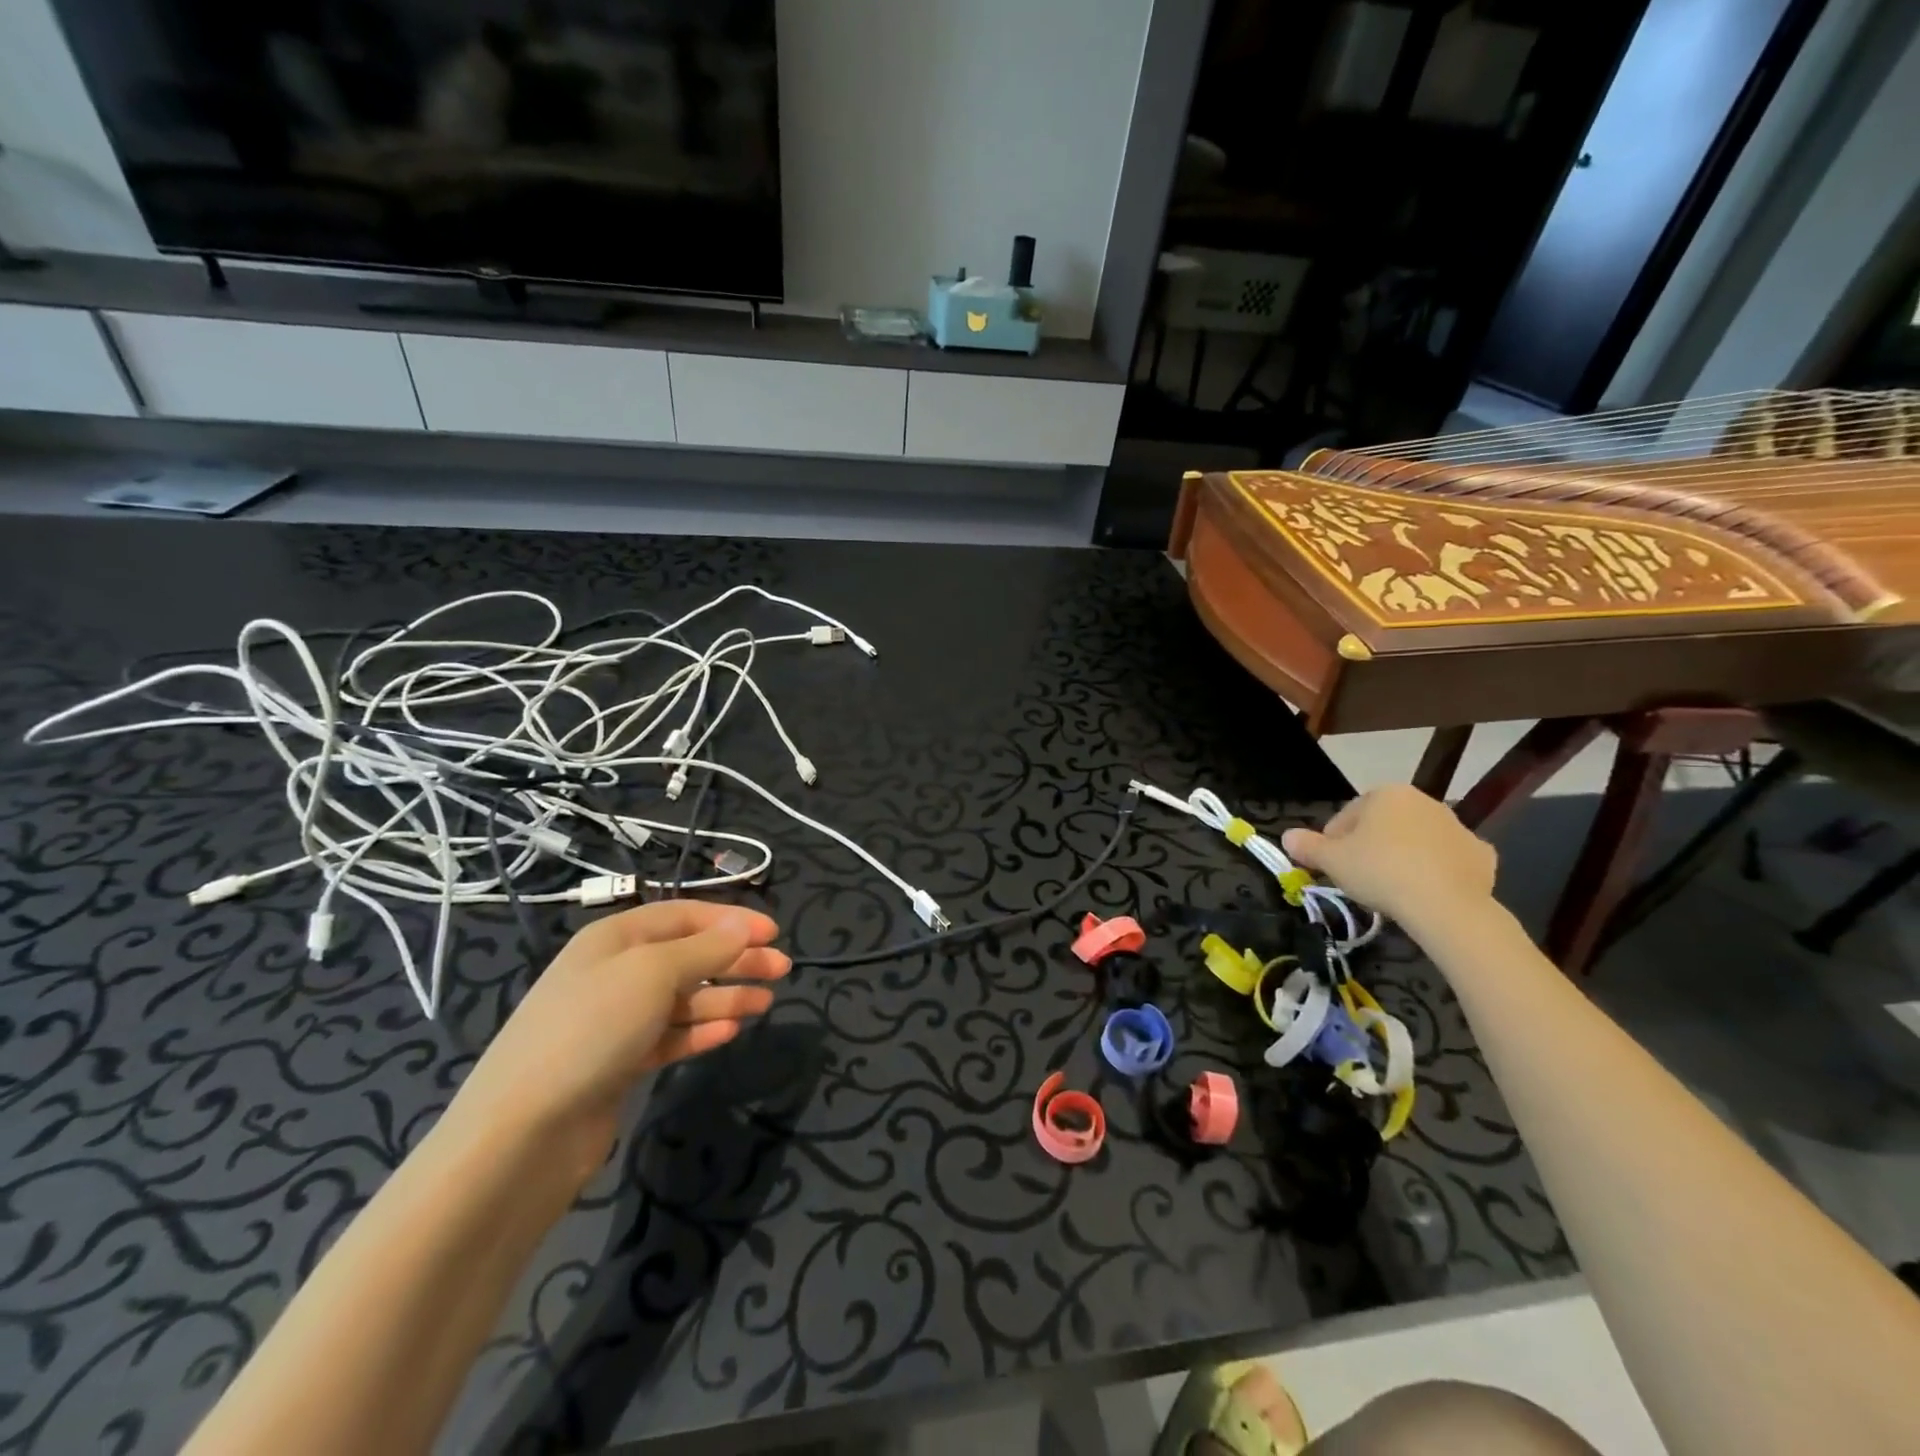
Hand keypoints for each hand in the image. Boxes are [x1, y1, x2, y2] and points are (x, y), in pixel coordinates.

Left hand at [449, 901, 787, 1181]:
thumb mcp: (653, 973)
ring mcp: (616, 1020)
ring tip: (765, 1004)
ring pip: (683, 998)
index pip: (684, 915)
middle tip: (782, 970)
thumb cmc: (591, 1029)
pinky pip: (670, 1036)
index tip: (774, 932)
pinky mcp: (619, 1062)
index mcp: (616, 938)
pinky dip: (700, 1031)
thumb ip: (705, 948)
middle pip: (689, 955)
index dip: (731, 920)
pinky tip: (728, 1032)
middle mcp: (616, 972)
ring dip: (725, 996)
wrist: (523, 1133)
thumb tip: (743, 923)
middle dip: (736, 959)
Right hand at [1281, 784, 1495, 928]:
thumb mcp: (1331, 861)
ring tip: (1392, 888)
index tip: (1332, 866)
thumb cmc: (1380, 871)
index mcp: (1385, 794)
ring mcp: (1457, 826)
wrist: (1446, 905)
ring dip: (1404, 857)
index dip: (1334, 842)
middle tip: (1360, 877)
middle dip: (1371, 846)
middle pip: (1384, 825)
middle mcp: (1423, 801)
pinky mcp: (1482, 854)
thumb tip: (1286, 836)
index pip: (1347, 815)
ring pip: (1417, 840)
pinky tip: (1427, 891)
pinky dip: (1438, 870)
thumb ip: (1307, 846)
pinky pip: (1449, 859)